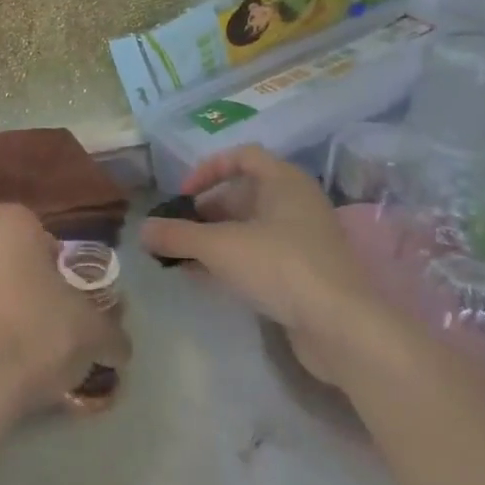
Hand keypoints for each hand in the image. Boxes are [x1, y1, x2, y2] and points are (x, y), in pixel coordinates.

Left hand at [0, 205, 131, 449]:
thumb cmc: (36, 335)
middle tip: (44, 313)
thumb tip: (120, 346)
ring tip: (15, 337)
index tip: (64, 293)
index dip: (54, 263)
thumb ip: (111, 331)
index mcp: (9, 220)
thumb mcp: (92, 332)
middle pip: (5, 251)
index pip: (39, 232)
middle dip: (21, 275)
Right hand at [138, 146, 411, 386]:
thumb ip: (177, 235)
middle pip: (244, 194)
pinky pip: (261, 256)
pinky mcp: (306, 274)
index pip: (242, 156)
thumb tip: (141, 230)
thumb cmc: (281, 267)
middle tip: (177, 231)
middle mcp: (297, 204)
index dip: (207, 170)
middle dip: (206, 211)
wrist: (343, 328)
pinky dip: (232, 261)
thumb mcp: (219, 247)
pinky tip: (205, 278)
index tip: (183, 196)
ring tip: (182, 256)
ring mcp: (304, 240)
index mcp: (284, 182)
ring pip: (250, 228)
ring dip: (215, 239)